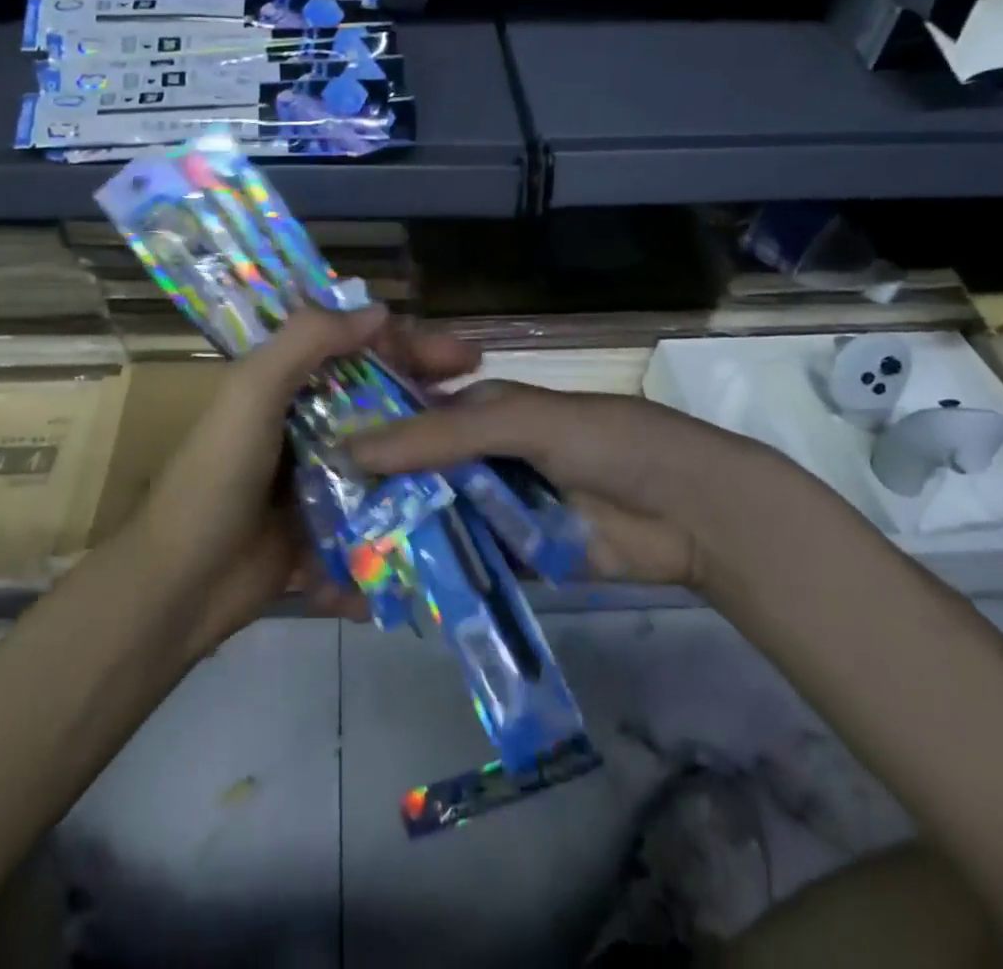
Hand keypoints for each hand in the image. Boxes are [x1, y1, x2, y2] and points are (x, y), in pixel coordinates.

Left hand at [134, 305, 480, 653]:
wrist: (182, 585)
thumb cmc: (217, 477)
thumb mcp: (251, 393)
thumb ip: (307, 341)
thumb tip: (380, 311)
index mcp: (286, 385)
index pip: (357, 348)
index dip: (409, 345)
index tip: (461, 356)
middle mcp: (308, 423)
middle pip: (381, 397)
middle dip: (432, 394)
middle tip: (486, 399)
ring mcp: (322, 476)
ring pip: (387, 450)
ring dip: (429, 447)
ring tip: (486, 452)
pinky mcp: (332, 524)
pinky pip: (379, 505)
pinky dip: (410, 502)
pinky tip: (457, 504)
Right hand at [349, 382, 799, 591]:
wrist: (693, 511)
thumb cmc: (607, 442)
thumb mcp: (524, 422)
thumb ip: (443, 434)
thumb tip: (354, 446)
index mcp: (479, 412)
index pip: (407, 418)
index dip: (364, 435)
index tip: (308, 461)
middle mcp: (480, 457)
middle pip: (414, 474)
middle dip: (371, 495)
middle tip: (311, 526)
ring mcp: (496, 509)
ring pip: (434, 519)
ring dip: (397, 537)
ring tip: (335, 564)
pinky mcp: (515, 557)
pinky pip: (465, 563)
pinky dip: (435, 573)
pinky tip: (389, 591)